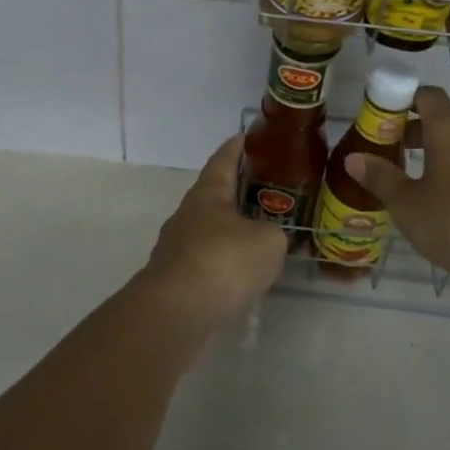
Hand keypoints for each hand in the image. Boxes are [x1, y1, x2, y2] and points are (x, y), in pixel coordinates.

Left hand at [141, 135, 287, 329]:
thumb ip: (274, 234)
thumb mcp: (268, 242)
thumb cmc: (223, 261)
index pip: (223, 160)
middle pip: (214, 194)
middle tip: (264, 190)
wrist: (175, 312)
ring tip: (257, 236)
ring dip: (230, 230)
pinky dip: (223, 261)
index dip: (236, 147)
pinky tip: (240, 274)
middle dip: (236, 191)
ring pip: (209, 229)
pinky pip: (205, 260)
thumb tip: (268, 238)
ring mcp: (177, 246)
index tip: (245, 136)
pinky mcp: (175, 277)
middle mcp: (188, 213)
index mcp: (208, 193)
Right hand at [343, 85, 449, 289]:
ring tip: (407, 184)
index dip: (402, 99)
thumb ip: (381, 178)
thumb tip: (353, 158)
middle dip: (410, 133)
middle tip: (385, 154)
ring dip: (431, 158)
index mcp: (449, 131)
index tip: (380, 118)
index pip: (427, 95)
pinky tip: (438, 207)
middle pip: (440, 122)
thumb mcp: (408, 205)